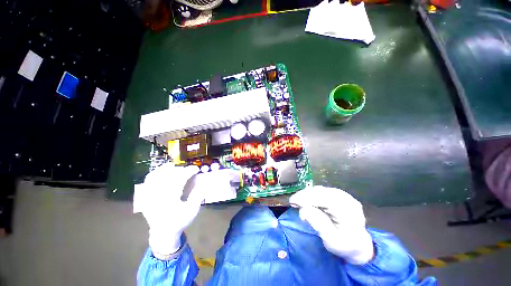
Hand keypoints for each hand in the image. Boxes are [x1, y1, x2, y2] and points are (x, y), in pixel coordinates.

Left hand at [141, 163, 200, 257]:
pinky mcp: (144, 193)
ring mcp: (150, 191)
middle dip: (178, 168)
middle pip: (168, 173)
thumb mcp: (191, 211)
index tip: (195, 169)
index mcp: (172, 195)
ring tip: (172, 168)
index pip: (181, 177)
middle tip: (185, 169)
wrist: (163, 231)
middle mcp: (159, 191)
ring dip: (165, 169)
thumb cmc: (178, 221)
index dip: (189, 171)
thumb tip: (203, 184)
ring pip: (157, 173)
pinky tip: (159, 174)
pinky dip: (154, 174)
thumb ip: (197, 197)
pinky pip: (148, 179)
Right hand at [289, 186, 373, 264]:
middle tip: (293, 201)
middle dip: (308, 194)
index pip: (327, 199)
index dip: (309, 197)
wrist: (360, 247)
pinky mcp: (346, 201)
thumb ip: (319, 224)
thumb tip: (304, 210)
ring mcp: (349, 200)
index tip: (293, 201)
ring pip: (328, 191)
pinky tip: (310, 201)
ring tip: (299, 201)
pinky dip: (318, 196)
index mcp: (348, 211)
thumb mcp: (331, 240)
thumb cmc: (345, 246)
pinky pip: (330, 194)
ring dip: (312, 194)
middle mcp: (350, 201)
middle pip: (327, 192)